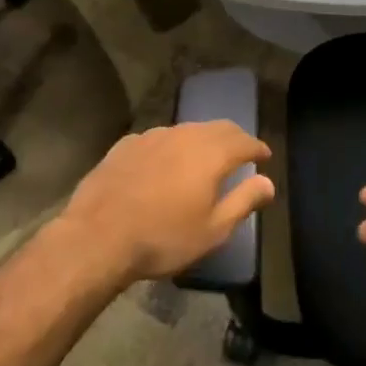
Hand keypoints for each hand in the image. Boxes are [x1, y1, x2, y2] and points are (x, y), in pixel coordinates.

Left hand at [60, 121, 274, 283]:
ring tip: (203, 158)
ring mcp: (151, 136)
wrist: (98, 236)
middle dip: (233, 138)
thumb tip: (268, 183)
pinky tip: (164, 163)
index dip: (257, 148)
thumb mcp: (213, 230)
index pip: (243, 141)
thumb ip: (244, 201)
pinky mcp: (126, 145)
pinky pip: (158, 139)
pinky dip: (171, 147)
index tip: (264, 157)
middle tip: (241, 152)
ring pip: (186, 130)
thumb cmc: (163, 238)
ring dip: (201, 140)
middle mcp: (184, 135)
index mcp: (210, 154)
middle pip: (217, 128)